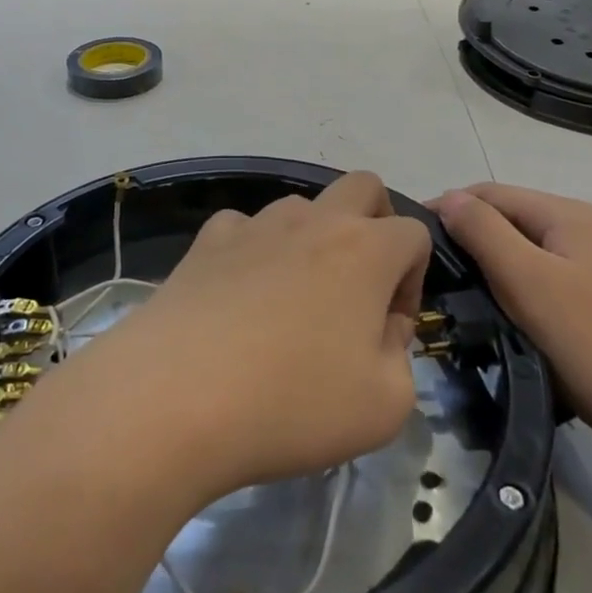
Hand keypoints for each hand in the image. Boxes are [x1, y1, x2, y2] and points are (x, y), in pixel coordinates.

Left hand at [80, 171, 429, 502]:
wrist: (176, 397)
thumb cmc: (292, 403)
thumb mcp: (384, 405)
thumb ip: (401, 357)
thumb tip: (381, 328)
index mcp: (365, 250)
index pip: (414, 233)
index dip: (414, 279)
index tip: (390, 328)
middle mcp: (313, 221)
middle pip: (363, 187)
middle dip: (375, 225)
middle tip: (359, 286)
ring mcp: (254, 225)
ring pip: (300, 207)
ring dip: (312, 239)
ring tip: (293, 301)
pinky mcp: (205, 242)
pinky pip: (242, 228)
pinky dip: (253, 250)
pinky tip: (240, 296)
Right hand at [430, 183, 591, 429]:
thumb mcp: (528, 279)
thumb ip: (484, 232)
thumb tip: (448, 198)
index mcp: (564, 214)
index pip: (488, 193)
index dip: (447, 208)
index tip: (408, 241)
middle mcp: (576, 230)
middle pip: (504, 219)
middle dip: (463, 237)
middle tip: (422, 271)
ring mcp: (585, 267)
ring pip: (517, 252)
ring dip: (482, 265)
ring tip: (446, 292)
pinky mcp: (588, 302)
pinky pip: (533, 280)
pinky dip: (504, 289)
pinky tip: (487, 312)